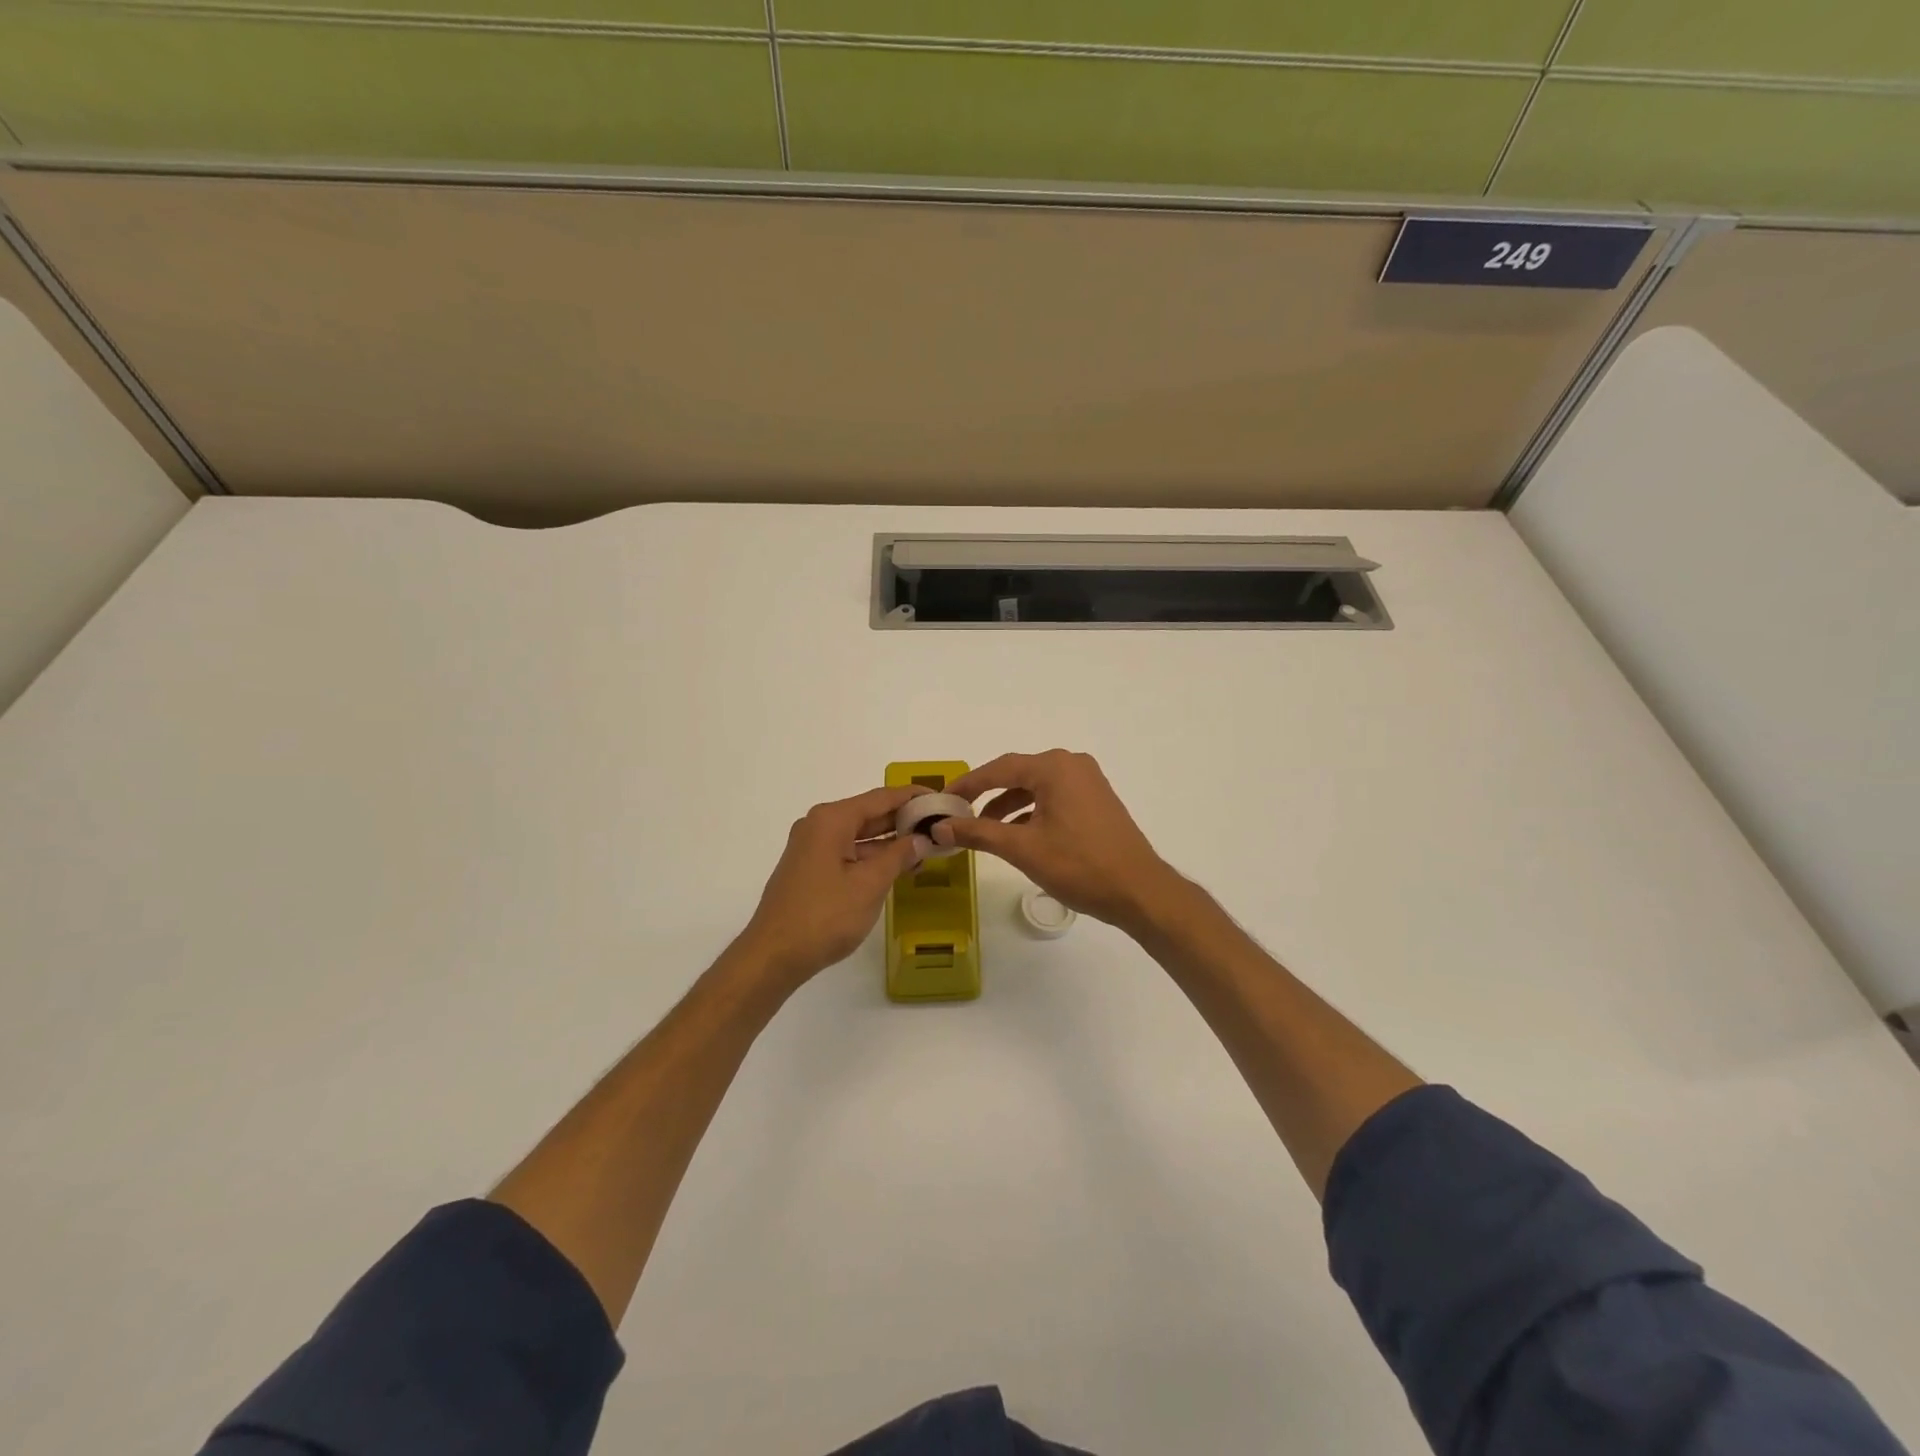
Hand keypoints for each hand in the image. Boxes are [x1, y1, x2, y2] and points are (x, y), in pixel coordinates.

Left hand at [735, 785, 925, 989]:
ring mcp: (812, 847)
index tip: (941, 798)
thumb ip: (898, 856)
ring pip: (859, 835)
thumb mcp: (870, 885)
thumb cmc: (825, 916)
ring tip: (926, 848)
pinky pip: (848, 852)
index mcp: (832, 820)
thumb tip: (920, 838)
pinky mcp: (810, 869)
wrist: (773, 955)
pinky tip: (897, 867)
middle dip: (904, 819)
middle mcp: (819, 825)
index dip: (913, 796)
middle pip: (869, 813)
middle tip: (940, 824)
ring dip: (890, 841)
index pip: (881, 797)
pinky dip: (873, 857)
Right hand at [937, 751, 1182, 933]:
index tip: (942, 800)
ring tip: (984, 830)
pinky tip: (1017, 835)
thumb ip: (978, 833)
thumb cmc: (1079, 865)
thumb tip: (940, 826)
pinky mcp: (1096, 800)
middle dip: (987, 795)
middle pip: (1018, 774)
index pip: (999, 769)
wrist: (1139, 891)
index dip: (967, 785)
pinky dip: (1031, 812)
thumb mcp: (1022, 848)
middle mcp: (1072, 765)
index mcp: (1054, 767)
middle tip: (959, 814)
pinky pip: (1054, 797)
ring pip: (1036, 788)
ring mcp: (1088, 782)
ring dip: (1009, 806)